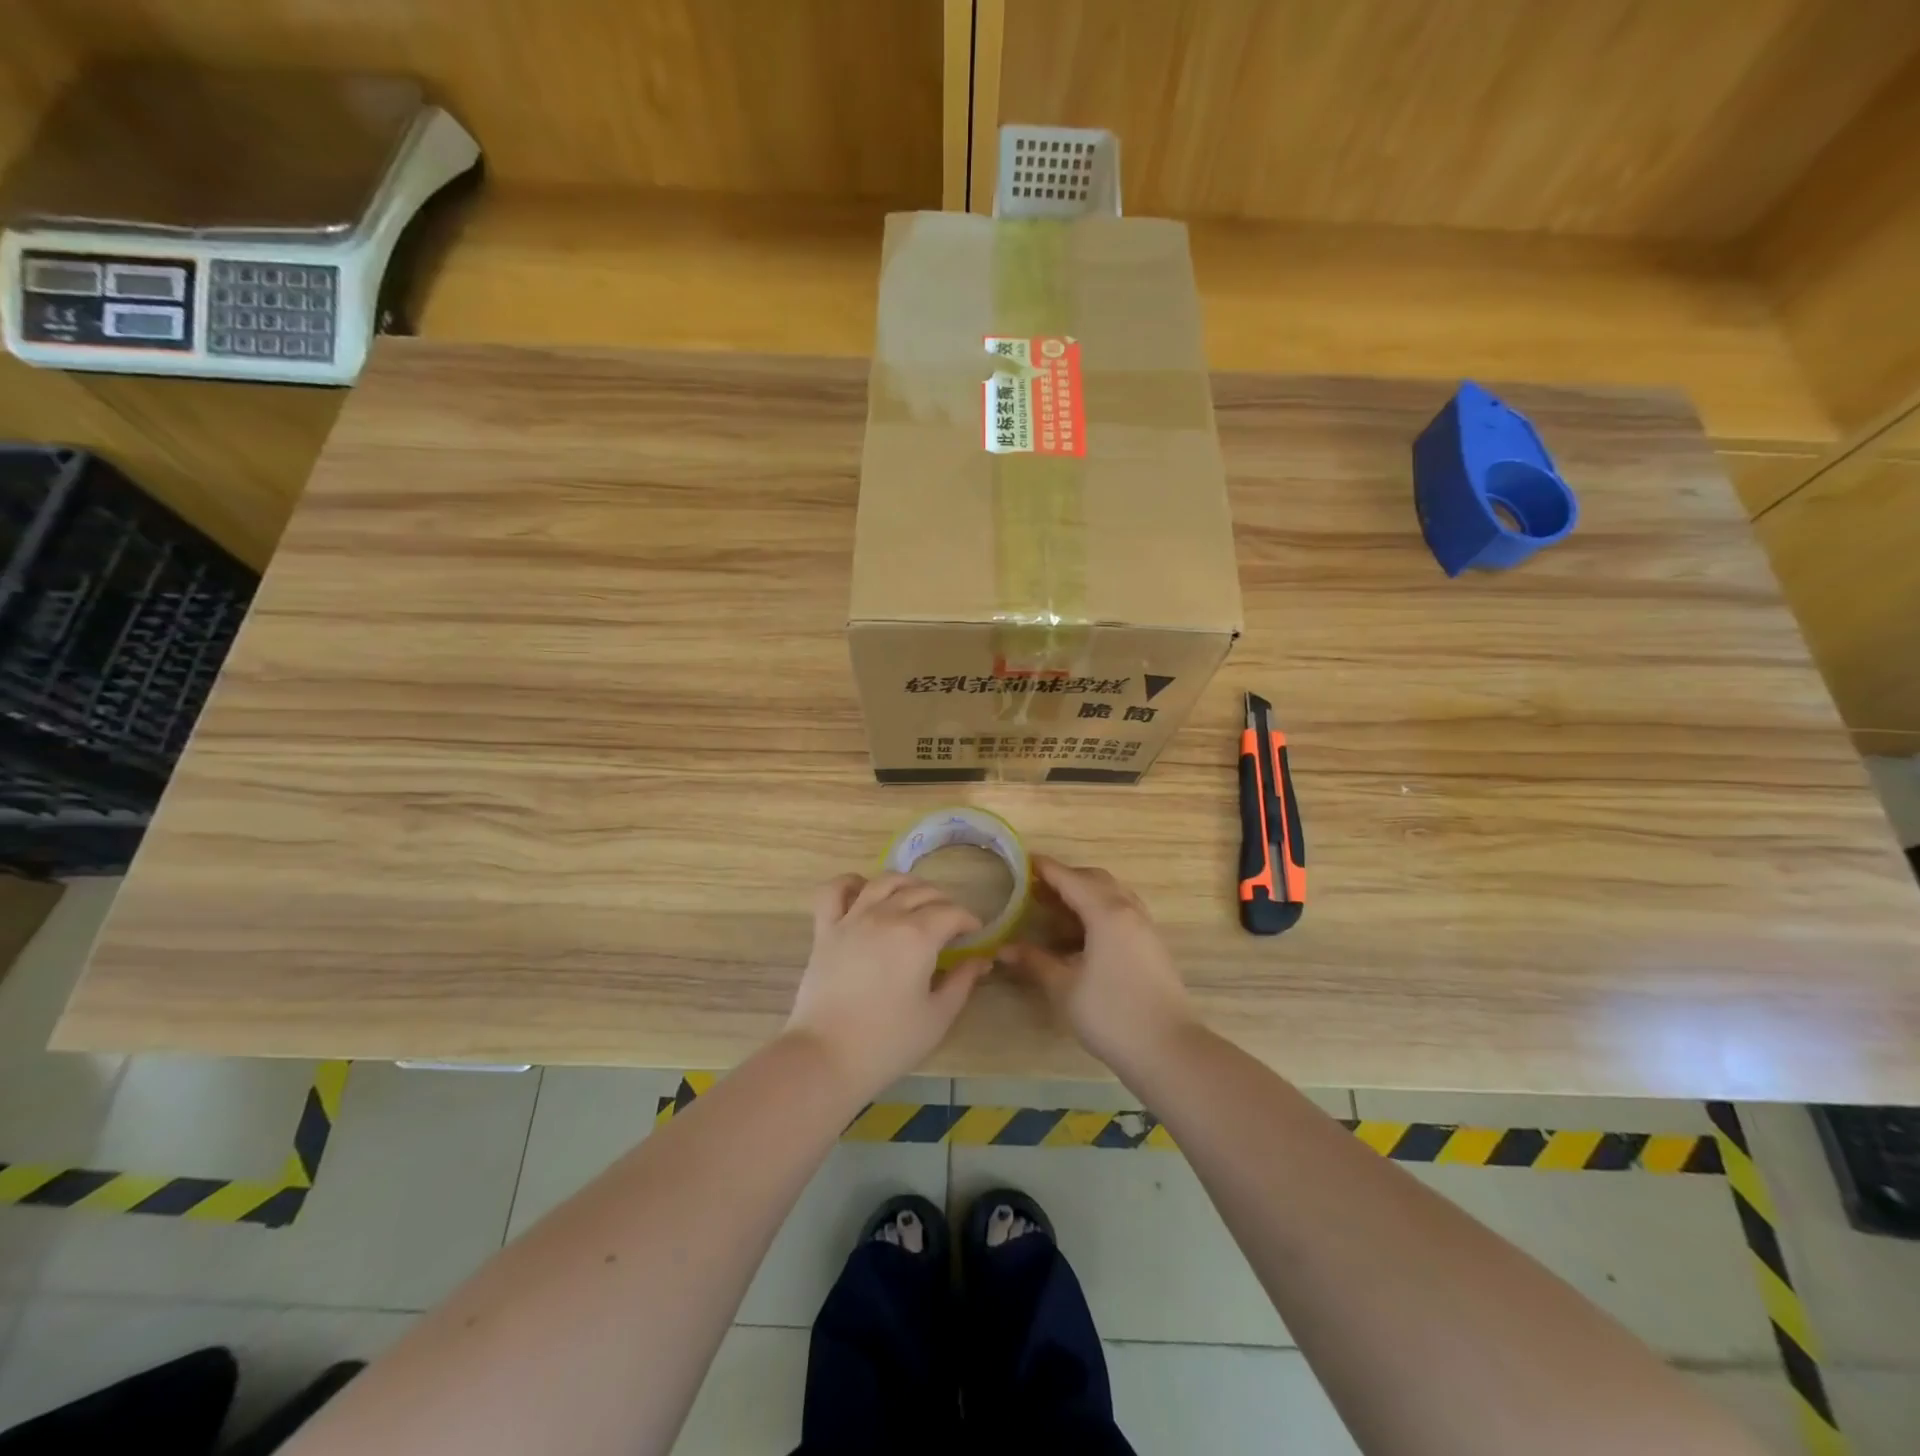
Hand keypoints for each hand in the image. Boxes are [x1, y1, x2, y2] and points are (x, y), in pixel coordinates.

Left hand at [785, 873, 990, 1096]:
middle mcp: (887, 916)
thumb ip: (962, 982)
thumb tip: (981, 960)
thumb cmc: (888, 1042)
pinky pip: (834, 891)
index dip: (968, 920)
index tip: (974, 933)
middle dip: (943, 902)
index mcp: (918, 936)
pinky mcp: (825, 930)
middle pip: (921, 892)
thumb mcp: (938, 1017)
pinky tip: (861, 889)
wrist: (826, 1057)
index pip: (952, 913)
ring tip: (915, 896)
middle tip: (950, 921)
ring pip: (884, 882)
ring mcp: (852, 919)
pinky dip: (849, 883)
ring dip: (906, 883)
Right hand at [999, 857, 1195, 1070]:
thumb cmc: (1111, 1015)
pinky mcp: (1152, 945)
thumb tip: (1004, 949)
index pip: (1071, 879)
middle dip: (1066, 879)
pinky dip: (1100, 910)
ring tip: (1057, 910)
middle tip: (1037, 889)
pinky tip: (1083, 934)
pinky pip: (1123, 911)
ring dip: (1085, 894)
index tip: (1024, 861)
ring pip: (1113, 894)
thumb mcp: (1064, 988)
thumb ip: (1035, 962)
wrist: (1168, 1050)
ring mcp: (1145, 927)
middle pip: (1095, 880)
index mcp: (1106, 913)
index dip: (1046, 869)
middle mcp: (1129, 911)